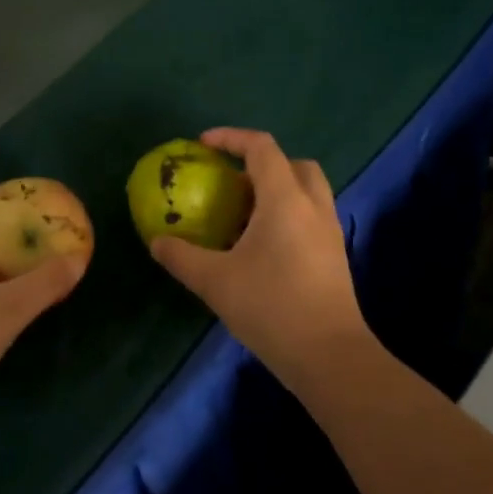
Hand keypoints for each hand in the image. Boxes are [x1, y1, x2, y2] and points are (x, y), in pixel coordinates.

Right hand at [150, 129, 367, 387]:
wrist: (329, 355)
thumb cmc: (270, 307)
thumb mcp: (214, 281)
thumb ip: (181, 256)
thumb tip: (157, 242)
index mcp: (285, 200)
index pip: (261, 148)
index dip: (231, 138)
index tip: (203, 145)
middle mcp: (313, 207)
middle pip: (294, 164)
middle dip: (261, 163)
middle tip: (230, 182)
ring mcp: (329, 232)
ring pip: (306, 192)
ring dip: (276, 191)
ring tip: (242, 215)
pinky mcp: (334, 257)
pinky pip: (310, 218)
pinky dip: (286, 216)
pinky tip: (260, 247)